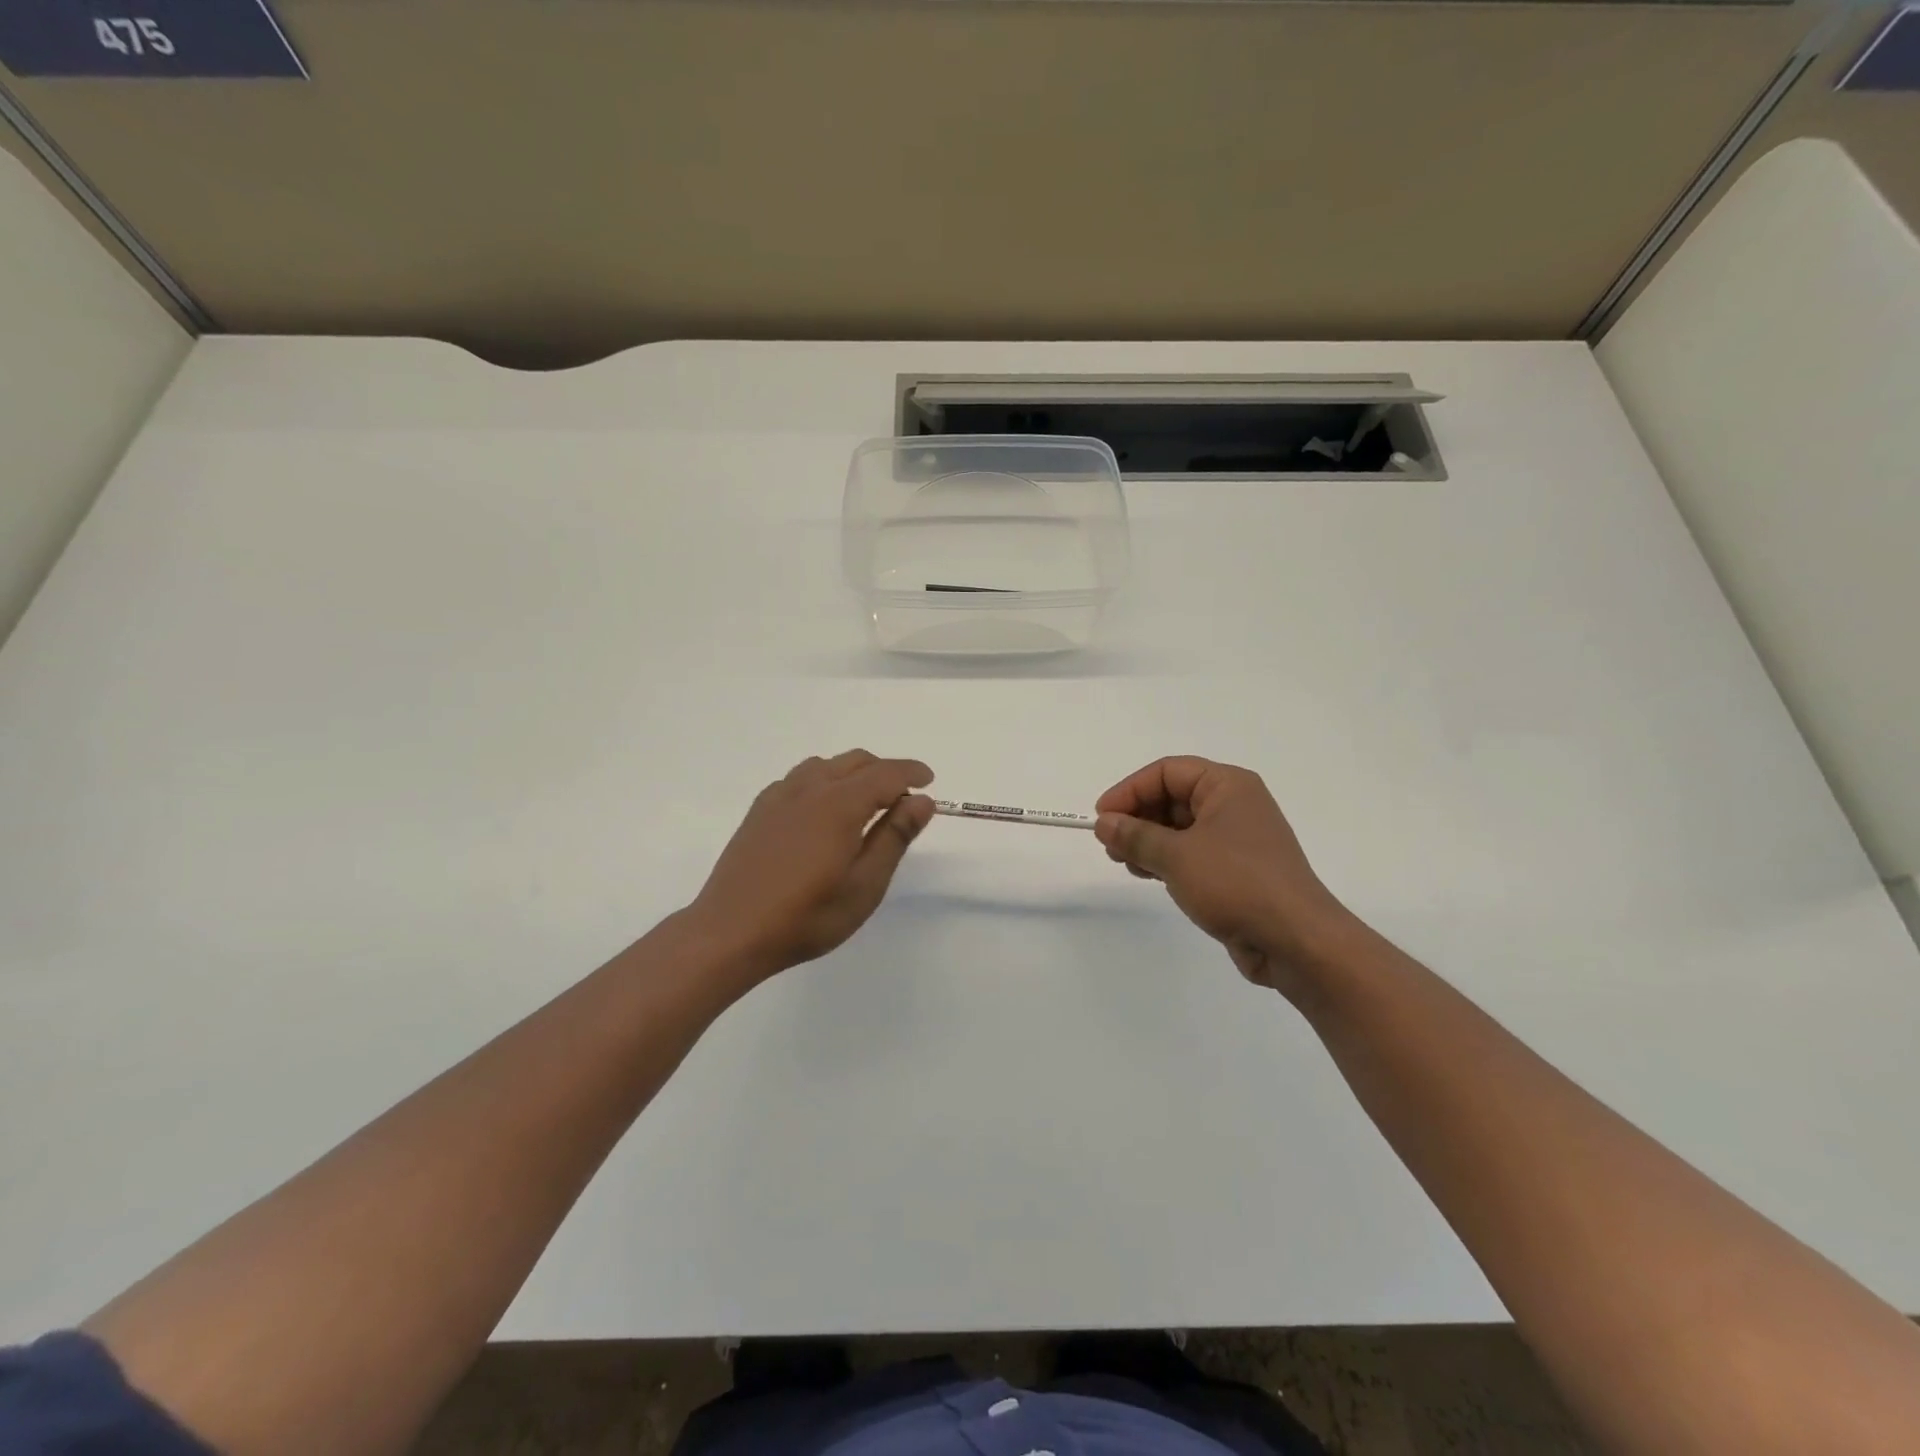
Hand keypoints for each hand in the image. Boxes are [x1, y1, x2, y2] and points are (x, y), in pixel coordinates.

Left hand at [685, 750, 934, 983]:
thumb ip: (894, 837)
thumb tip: (922, 801)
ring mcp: (780, 796)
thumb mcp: (864, 885)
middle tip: (903, 800)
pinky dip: (824, 780)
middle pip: (856, 761)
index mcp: (839, 804)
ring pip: (826, 765)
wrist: (731, 932)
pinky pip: (800, 777)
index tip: (930, 781)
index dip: (912, 773)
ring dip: (854, 773)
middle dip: (886, 771)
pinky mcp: (760, 810)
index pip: (886, 774)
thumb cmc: (806, 916)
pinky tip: (823, 810)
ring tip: (865, 803)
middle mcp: (810, 788)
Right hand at [1095, 756, 1357, 997]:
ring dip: (1148, 841)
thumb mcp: (1177, 856)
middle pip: (1173, 797)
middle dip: (1137, 817)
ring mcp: (1237, 839)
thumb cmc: (1236, 884)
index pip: (1167, 772)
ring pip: (1180, 827)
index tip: (1101, 818)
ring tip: (1124, 862)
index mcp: (1227, 786)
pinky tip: (1147, 874)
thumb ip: (1135, 836)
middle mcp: (1235, 804)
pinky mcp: (1237, 870)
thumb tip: (1104, 823)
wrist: (1296, 941)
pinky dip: (1166, 859)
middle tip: (1109, 844)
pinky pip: (1192, 853)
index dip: (1130, 790)